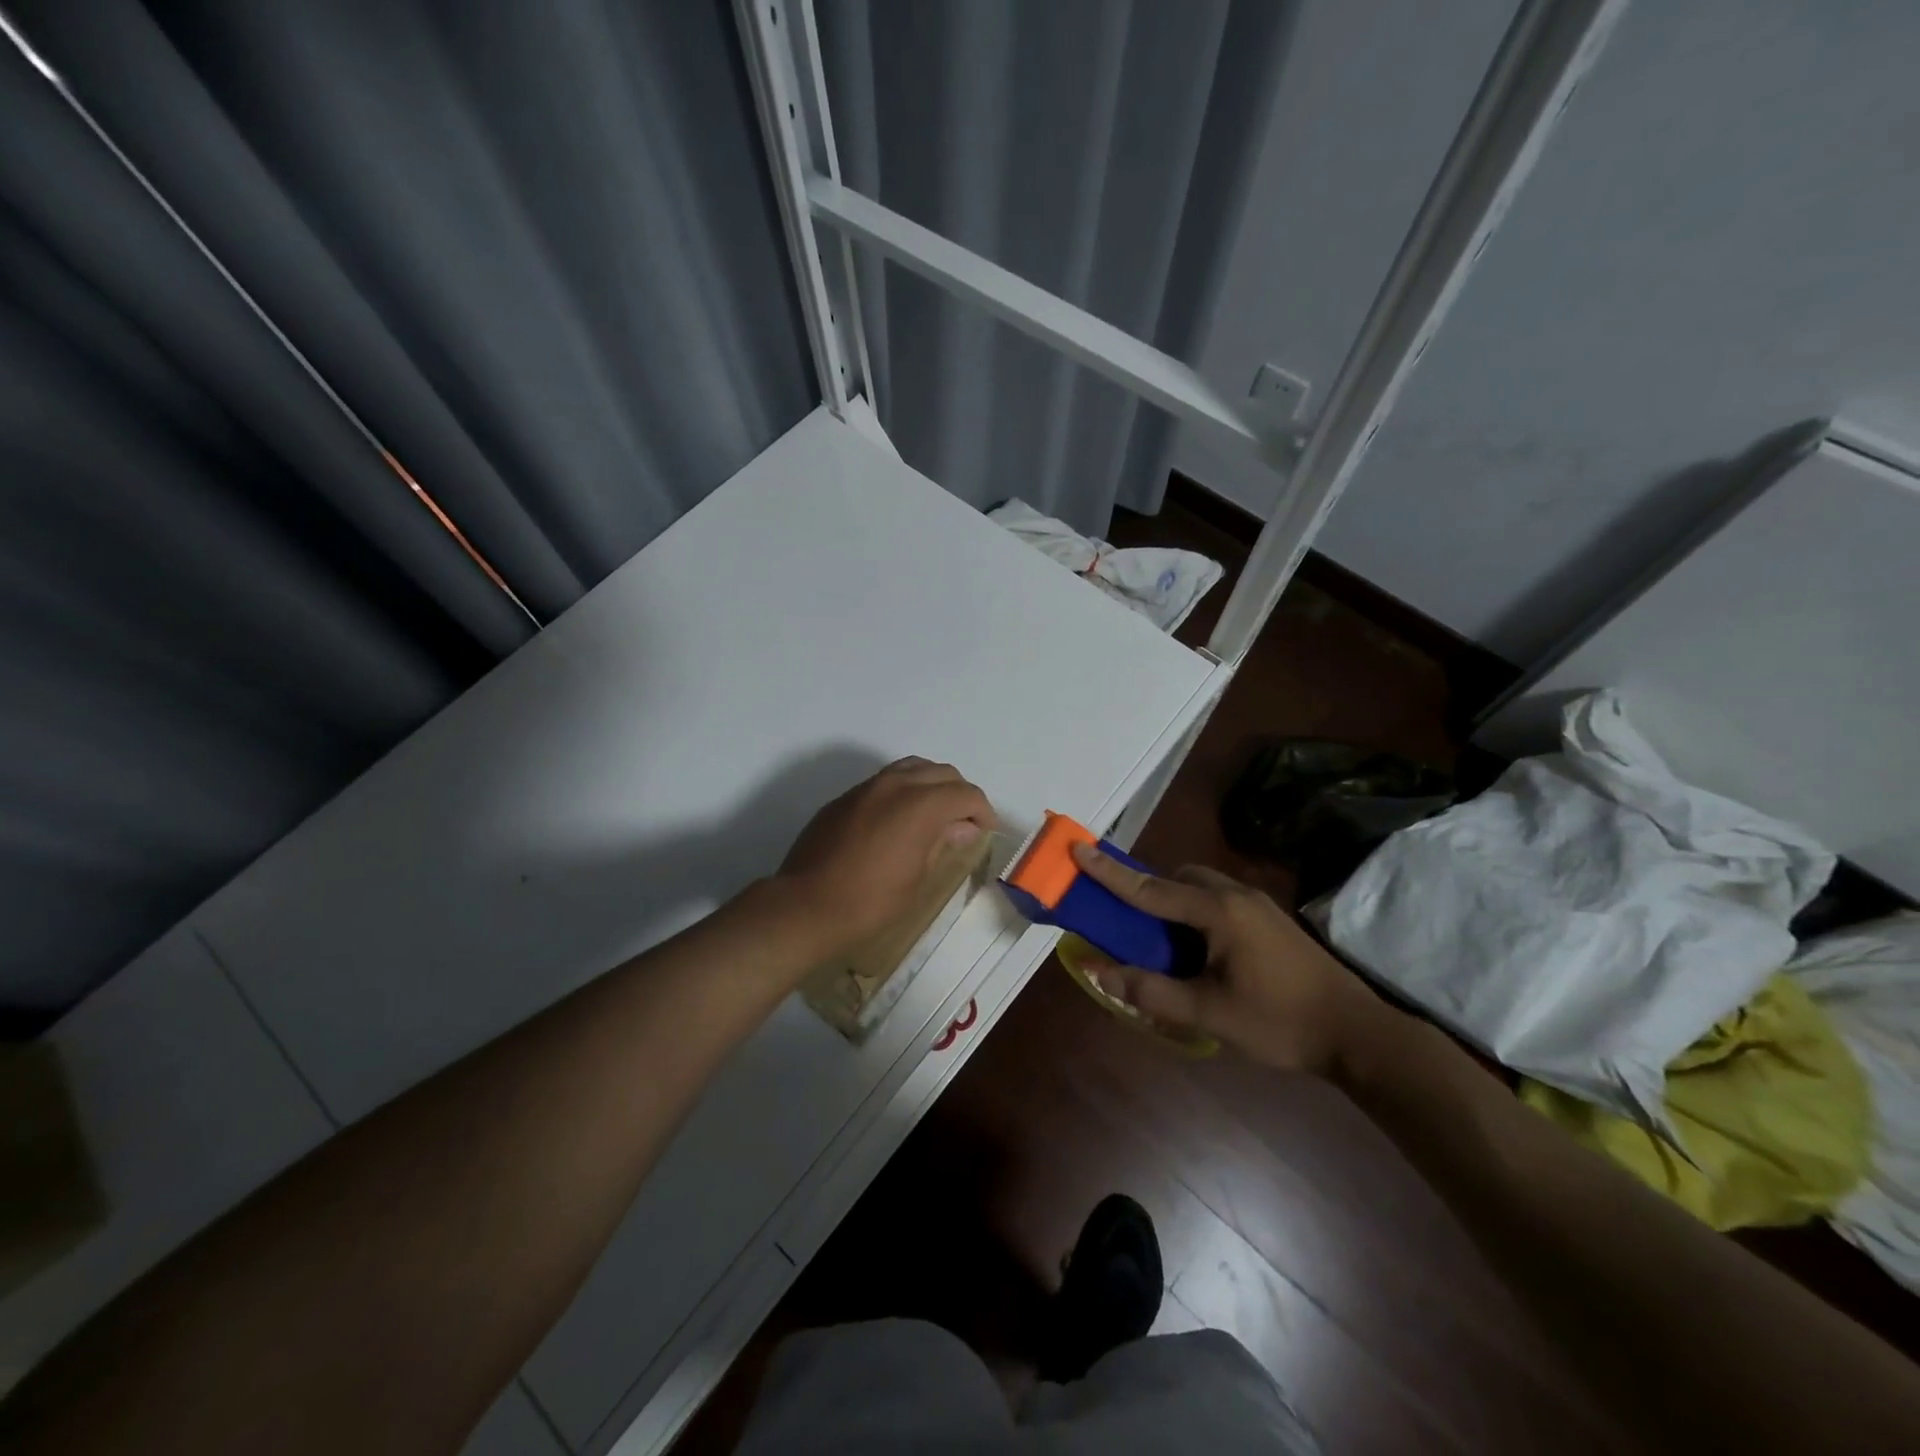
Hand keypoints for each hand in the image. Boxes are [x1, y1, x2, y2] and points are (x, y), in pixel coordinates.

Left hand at [775, 758, 996, 956]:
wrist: (807, 906)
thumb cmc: (872, 901)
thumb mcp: (918, 877)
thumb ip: (943, 842)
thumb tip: (961, 826)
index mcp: (921, 804)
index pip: (965, 794)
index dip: (982, 811)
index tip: (985, 830)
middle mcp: (896, 784)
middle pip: (941, 773)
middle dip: (959, 793)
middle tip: (964, 822)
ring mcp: (866, 788)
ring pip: (911, 768)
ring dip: (930, 785)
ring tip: (934, 815)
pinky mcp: (845, 798)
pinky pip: (884, 782)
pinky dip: (903, 791)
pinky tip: (899, 820)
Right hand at [1068, 842, 1392, 1076]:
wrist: (1358, 1034)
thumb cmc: (1280, 1022)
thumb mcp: (1209, 1013)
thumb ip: (1150, 991)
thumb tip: (1098, 973)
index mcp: (1218, 911)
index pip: (1150, 888)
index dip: (1110, 872)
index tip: (1078, 848)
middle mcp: (1236, 895)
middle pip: (1177, 878)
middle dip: (1146, 889)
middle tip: (1125, 921)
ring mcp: (1257, 904)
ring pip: (1200, 887)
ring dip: (1172, 902)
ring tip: (1159, 941)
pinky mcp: (1269, 920)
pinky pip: (1217, 900)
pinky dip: (1193, 912)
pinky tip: (1196, 950)